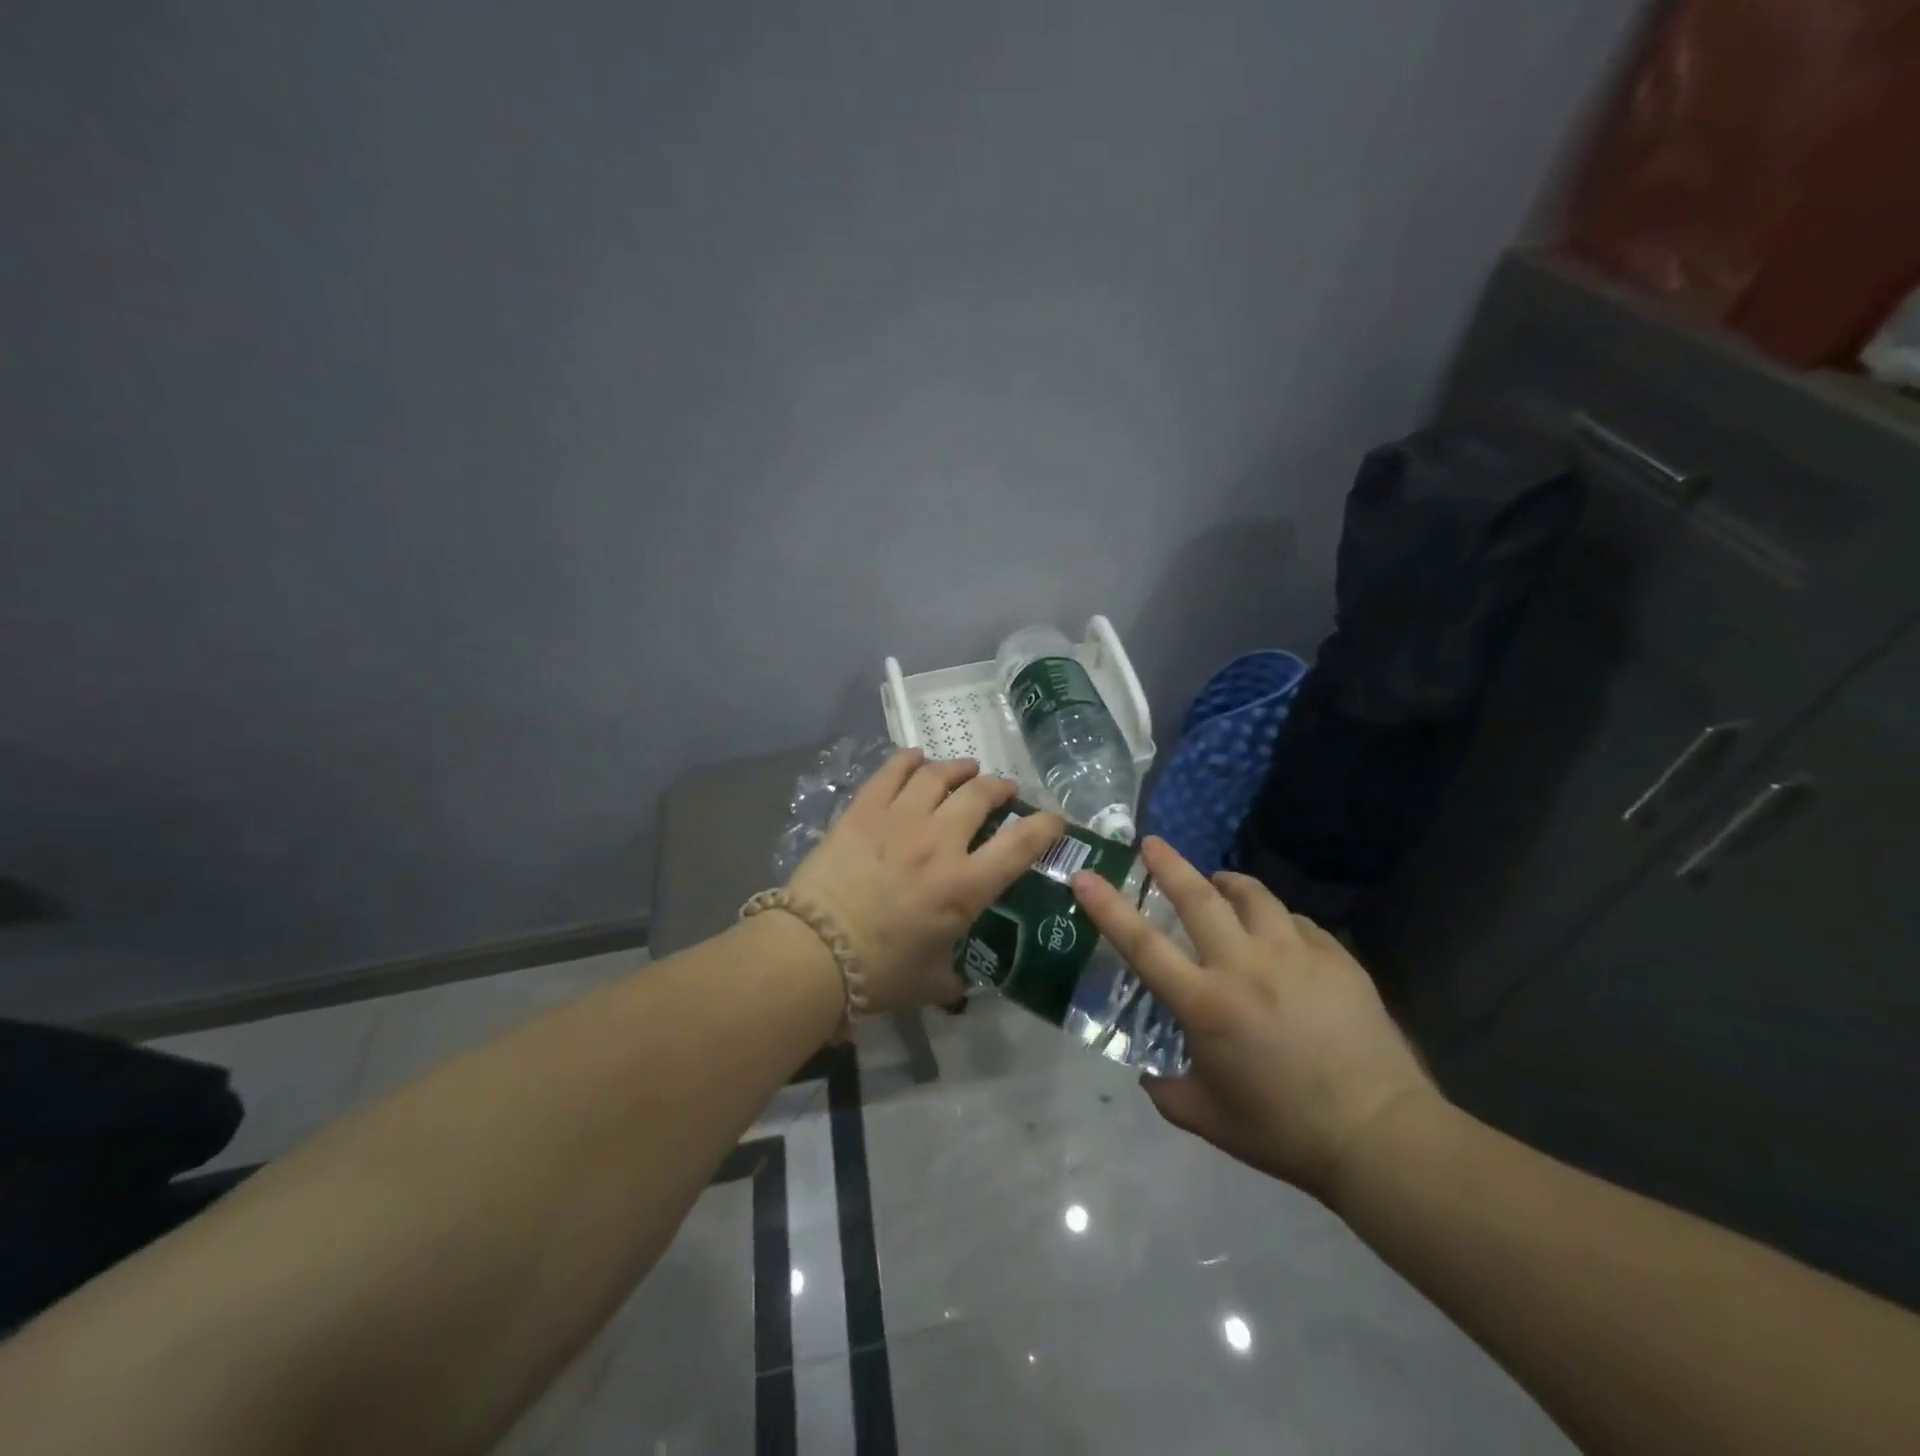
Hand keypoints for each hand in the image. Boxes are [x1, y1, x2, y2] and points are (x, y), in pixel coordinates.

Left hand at [788, 750, 1064, 1013]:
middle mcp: (940, 842)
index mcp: (966, 885)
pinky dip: (909, 760)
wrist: (814, 952)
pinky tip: (916, 758)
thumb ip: (954, 977)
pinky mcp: (863, 810)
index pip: (1021, 845)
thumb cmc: (879, 973)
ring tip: (965, 770)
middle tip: (1001, 790)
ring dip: (959, 768)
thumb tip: (959, 982)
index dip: (1045, 826)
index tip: (1054, 819)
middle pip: (980, 795)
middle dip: (999, 788)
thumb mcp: (931, 982)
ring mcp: (900, 820)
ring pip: (939, 775)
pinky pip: (892, 771)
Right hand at [1071, 837, 1439, 1206]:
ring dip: (1227, 883)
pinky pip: (1295, 921)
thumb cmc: (1284, 1131)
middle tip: (1153, 844)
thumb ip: (1167, 1093)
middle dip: (1170, 865)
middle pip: (1198, 898)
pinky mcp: (1334, 956)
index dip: (1107, 906)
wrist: (1379, 1134)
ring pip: (1252, 895)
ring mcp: (1293, 955)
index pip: (1142, 944)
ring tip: (1220, 883)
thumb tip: (1148, 1075)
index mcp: (1205, 1004)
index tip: (1086, 876)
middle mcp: (1243, 966)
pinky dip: (1276, 919)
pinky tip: (1278, 934)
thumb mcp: (1209, 1120)